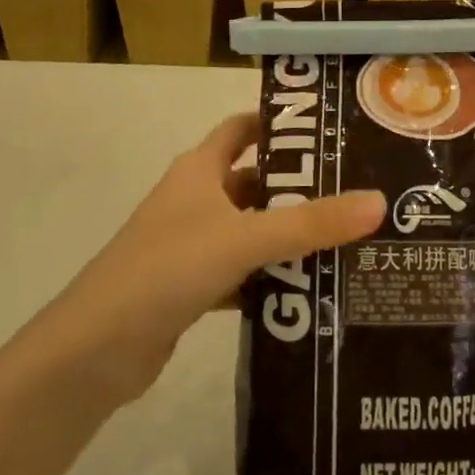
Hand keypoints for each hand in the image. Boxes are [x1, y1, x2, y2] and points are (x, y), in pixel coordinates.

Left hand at [50, 113, 383, 399]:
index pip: (242, 129)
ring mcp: (189, 244)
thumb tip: (379, 201)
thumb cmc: (167, 269)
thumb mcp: (245, 239)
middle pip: (253, 182)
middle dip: (297, 186)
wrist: (95, 350)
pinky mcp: (189, 287)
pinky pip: (239, 272)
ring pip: (248, 230)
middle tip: (353, 191)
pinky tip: (306, 290)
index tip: (329, 130)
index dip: (279, 124)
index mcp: (199, 170)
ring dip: (286, 235)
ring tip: (344, 240)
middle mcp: (193, 199)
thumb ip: (311, 224)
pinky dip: (267, 277)